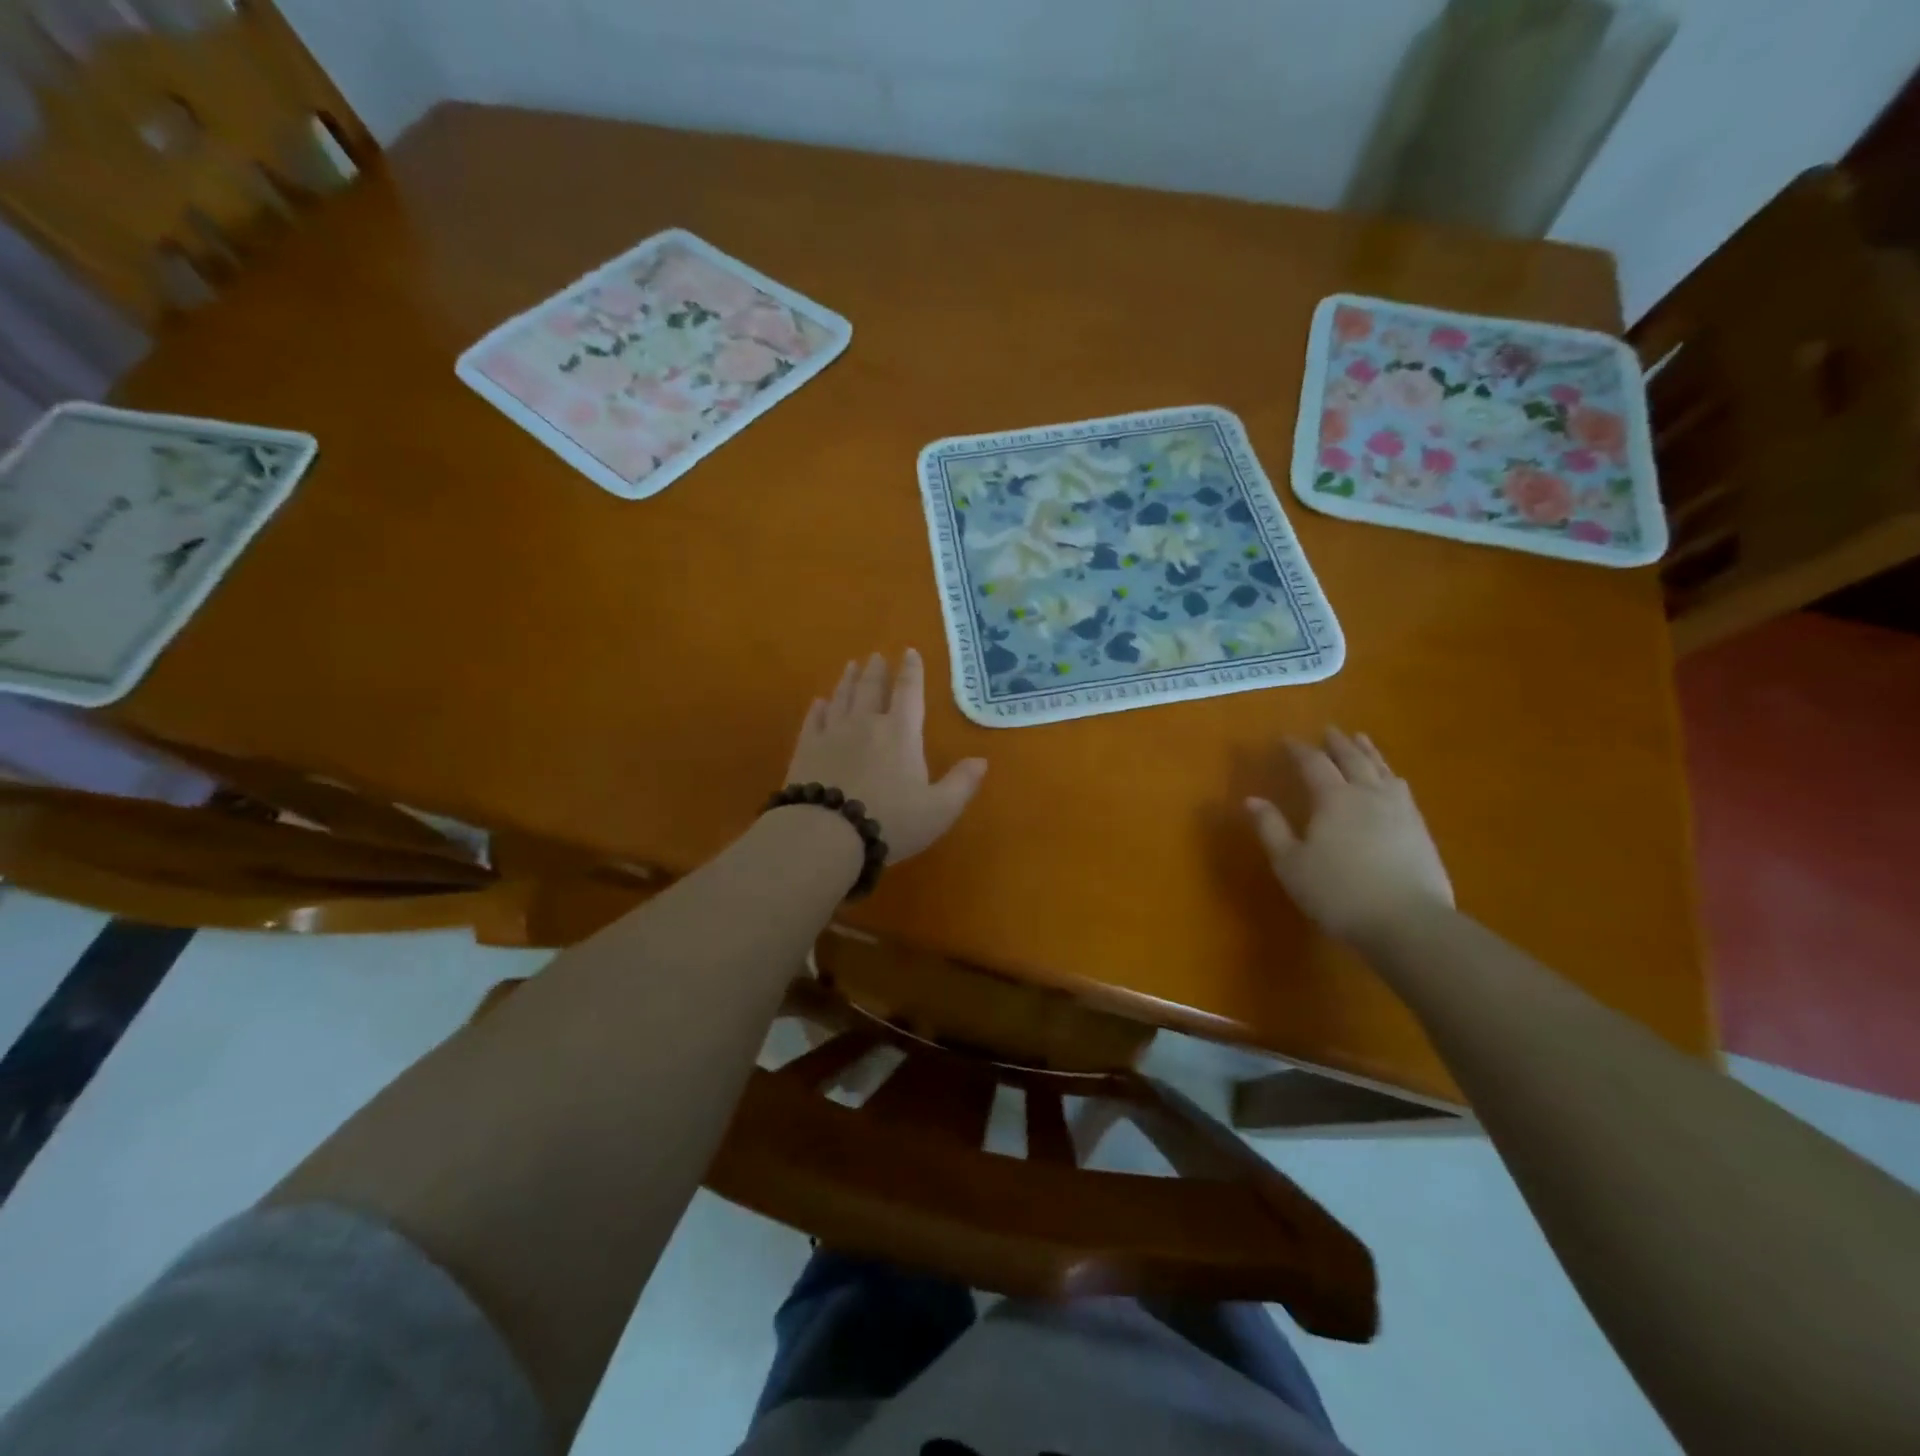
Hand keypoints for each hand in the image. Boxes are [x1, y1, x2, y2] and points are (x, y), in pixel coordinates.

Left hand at [786, 649, 987, 863]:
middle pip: (872, 688)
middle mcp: (866, 724)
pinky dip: (819, 708)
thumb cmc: (890, 821)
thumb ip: (961, 783)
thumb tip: (982, 760)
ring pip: (842, 698)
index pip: (909, 692)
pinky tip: (819, 702)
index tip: (910, 652)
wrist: (827, 834)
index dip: (912, 671)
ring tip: (851, 666)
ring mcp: (832, 734)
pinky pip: (814, 720)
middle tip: (876, 655)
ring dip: (848, 680)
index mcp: (901, 733)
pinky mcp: (806, 749)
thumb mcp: (939, 809)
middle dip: (876, 670)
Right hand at [1245, 728, 1452, 943]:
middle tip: (1329, 729)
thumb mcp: (1290, 864)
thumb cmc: (1338, 892)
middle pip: (1353, 759)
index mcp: (1333, 798)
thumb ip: (1271, 829)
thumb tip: (1251, 799)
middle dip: (1338, 743)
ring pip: (1382, 770)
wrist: (1408, 922)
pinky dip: (1390, 775)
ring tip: (1362, 741)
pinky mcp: (1420, 829)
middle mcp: (1368, 794)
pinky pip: (1402, 789)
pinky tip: (1392, 780)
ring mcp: (1400, 810)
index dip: (1299, 750)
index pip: (1313, 764)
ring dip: (1369, 752)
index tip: (1287, 739)